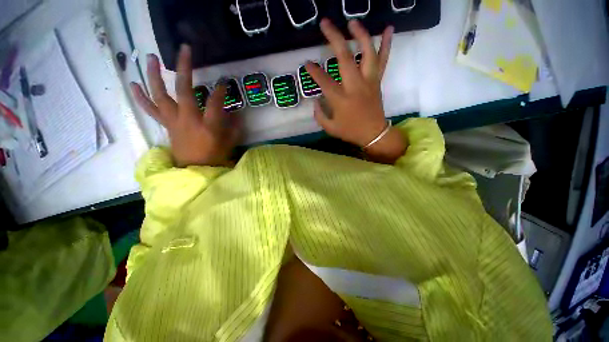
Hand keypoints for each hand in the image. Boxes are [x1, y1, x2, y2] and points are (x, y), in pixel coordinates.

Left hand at [130, 45, 240, 167]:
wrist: (196, 169)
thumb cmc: (216, 156)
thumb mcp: (231, 142)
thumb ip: (235, 126)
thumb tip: (235, 113)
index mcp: (208, 126)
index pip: (215, 102)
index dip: (220, 90)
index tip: (224, 82)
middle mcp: (188, 119)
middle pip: (184, 90)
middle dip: (185, 68)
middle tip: (185, 50)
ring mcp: (174, 121)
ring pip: (160, 95)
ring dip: (155, 75)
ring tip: (151, 57)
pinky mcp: (166, 124)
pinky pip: (151, 109)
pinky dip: (141, 97)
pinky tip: (134, 83)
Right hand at [306, 19, 406, 163]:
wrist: (374, 134)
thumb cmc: (351, 132)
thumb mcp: (330, 129)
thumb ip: (319, 115)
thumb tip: (316, 102)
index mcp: (341, 100)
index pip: (324, 81)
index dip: (314, 72)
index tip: (307, 63)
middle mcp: (355, 86)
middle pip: (344, 57)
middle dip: (334, 38)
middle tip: (325, 23)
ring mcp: (368, 81)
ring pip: (367, 53)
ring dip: (360, 34)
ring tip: (352, 22)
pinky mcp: (377, 81)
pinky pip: (383, 60)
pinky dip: (386, 44)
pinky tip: (388, 28)